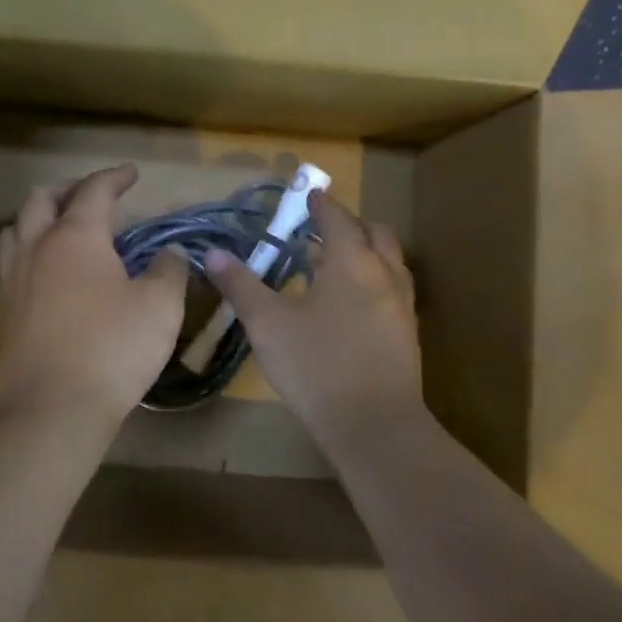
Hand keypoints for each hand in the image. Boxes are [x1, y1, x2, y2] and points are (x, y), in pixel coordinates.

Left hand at [0, 164, 188, 425]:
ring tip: (59, 227)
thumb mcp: (159, 307)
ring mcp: (14, 282)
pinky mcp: (5, 315)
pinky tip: (47, 276)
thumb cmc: (112, 349)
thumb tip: (171, 254)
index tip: (131, 174)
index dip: (114, 177)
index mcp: (76, 237)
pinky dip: (29, 254)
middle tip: (91, 194)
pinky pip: (11, 267)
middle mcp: (37, 249)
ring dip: (38, 218)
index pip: (93, 191)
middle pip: (41, 200)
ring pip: (16, 231)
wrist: (53, 409)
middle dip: (67, 189)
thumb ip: (169, 271)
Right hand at [205, 192, 424, 443]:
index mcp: (351, 262)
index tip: (309, 195)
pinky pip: (393, 288)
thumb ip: (241, 286)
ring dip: (365, 251)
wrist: (374, 426)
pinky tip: (351, 304)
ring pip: (389, 261)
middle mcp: (384, 274)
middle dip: (349, 224)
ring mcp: (402, 305)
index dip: (321, 204)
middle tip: (321, 230)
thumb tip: (214, 254)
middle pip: (374, 233)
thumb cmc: (316, 366)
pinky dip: (374, 279)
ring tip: (334, 265)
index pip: (338, 218)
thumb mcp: (267, 324)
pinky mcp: (407, 334)